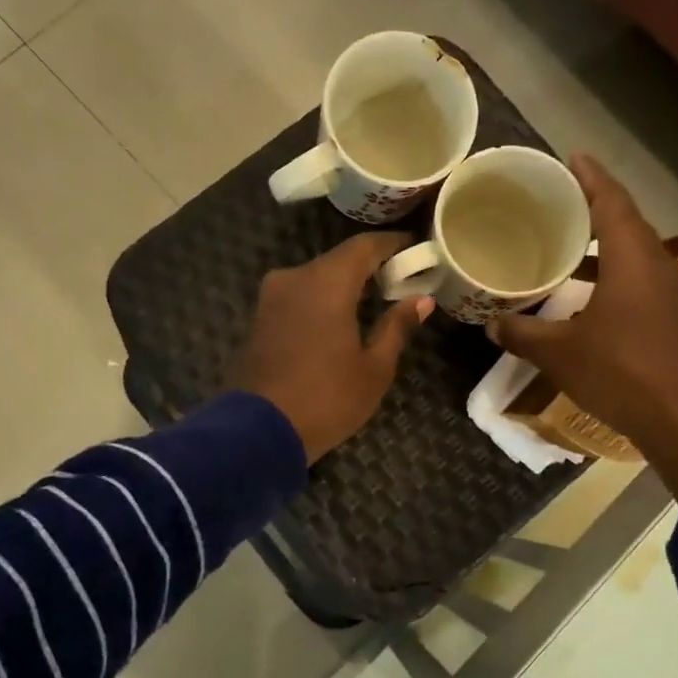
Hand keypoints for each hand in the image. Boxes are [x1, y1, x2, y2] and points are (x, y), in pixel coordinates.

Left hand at [228, 233, 433, 463]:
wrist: (256, 433)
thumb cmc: (327, 399)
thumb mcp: (374, 368)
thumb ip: (397, 327)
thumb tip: (421, 300)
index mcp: (327, 282)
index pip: (365, 246)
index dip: (392, 243)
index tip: (415, 248)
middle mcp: (294, 278)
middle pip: (338, 261)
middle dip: (369, 268)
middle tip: (399, 282)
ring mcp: (270, 298)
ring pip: (314, 280)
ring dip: (342, 287)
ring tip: (371, 305)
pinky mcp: (257, 320)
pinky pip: (297, 299)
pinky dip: (320, 303)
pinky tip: (337, 323)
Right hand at [489, 154, 677, 498]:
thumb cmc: (622, 372)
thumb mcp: (560, 353)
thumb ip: (523, 334)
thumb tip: (492, 325)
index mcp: (633, 259)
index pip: (611, 202)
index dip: (591, 177)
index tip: (572, 157)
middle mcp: (657, 266)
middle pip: (627, 222)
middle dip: (595, 206)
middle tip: (560, 200)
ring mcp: (670, 294)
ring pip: (635, 253)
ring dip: (604, 242)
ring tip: (567, 242)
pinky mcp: (673, 319)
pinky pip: (640, 278)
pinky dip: (613, 272)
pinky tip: (587, 293)